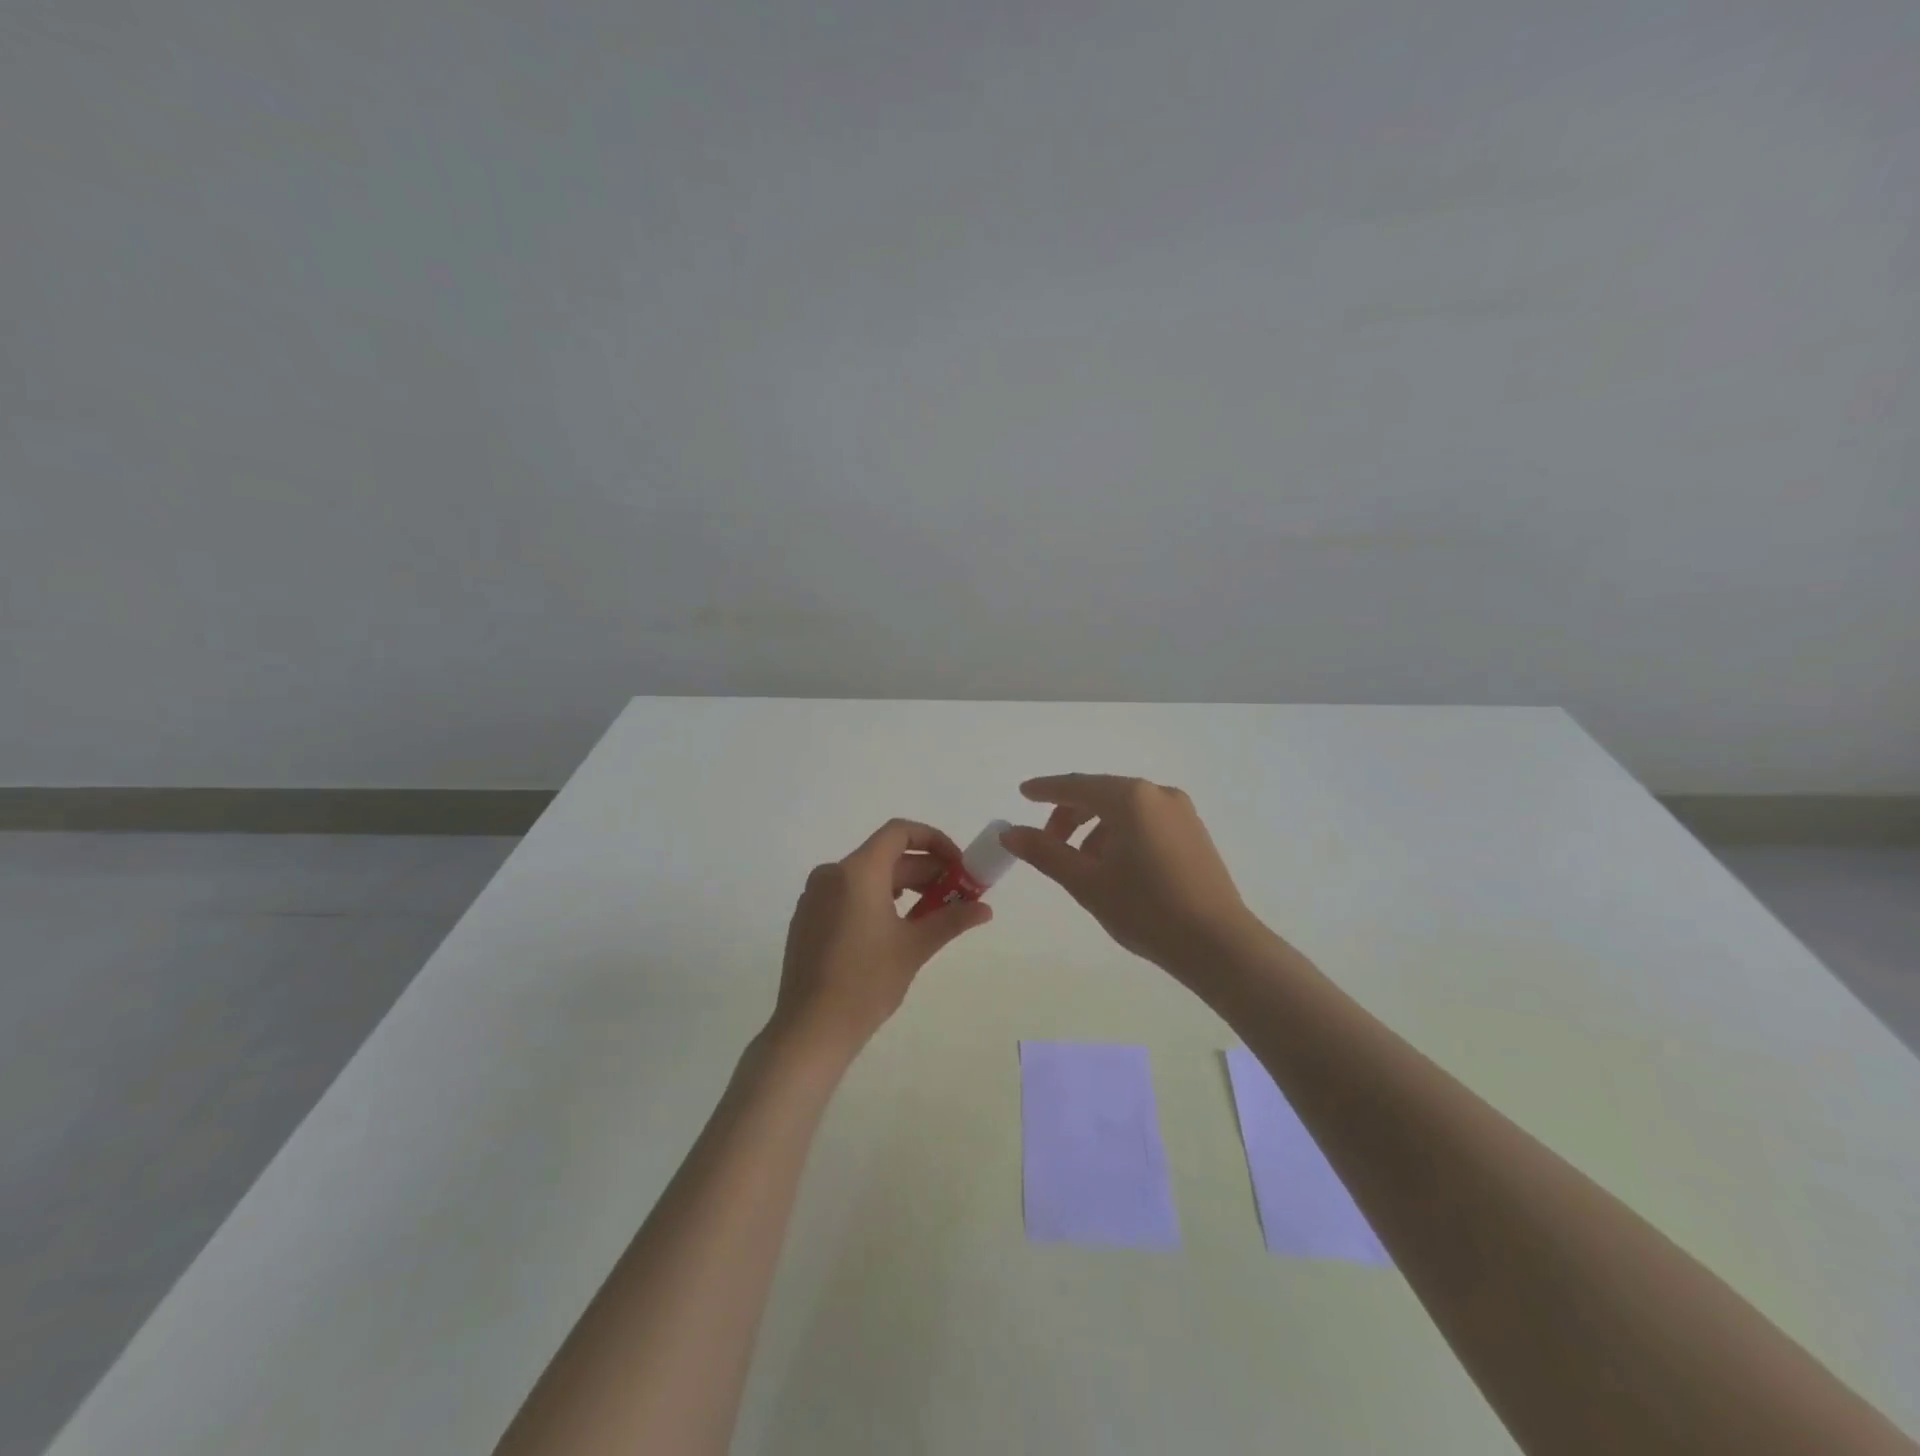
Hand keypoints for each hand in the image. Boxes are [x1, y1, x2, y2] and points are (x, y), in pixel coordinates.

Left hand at [772, 819, 992, 1054]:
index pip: (899, 832)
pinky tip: (893, 929)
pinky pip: (847, 894)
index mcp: (857, 871)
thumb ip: (952, 919)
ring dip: (902, 886)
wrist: (810, 1029)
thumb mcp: (914, 947)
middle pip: (885, 856)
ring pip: (866, 876)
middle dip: (924, 871)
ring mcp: (814, 896)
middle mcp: (832, 874)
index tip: (957, 865)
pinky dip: (875, 899)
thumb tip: (985, 909)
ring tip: (930, 913)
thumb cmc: (866, 982)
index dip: (934, 841)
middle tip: (955, 894)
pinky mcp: (807, 918)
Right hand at [1001, 774, 1262, 982]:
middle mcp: (1158, 794)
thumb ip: (1045, 852)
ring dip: (1095, 829)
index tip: (1023, 793)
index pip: (1076, 785)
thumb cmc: (1146, 909)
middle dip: (1069, 815)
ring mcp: (1181, 812)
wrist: (1218, 945)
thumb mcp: (1087, 882)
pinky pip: (1146, 821)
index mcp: (1130, 798)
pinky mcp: (1194, 833)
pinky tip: (1115, 868)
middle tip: (1048, 845)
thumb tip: (1009, 832)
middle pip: (1101, 794)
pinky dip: (1121, 834)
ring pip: (1124, 810)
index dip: (1045, 789)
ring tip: (1083, 866)